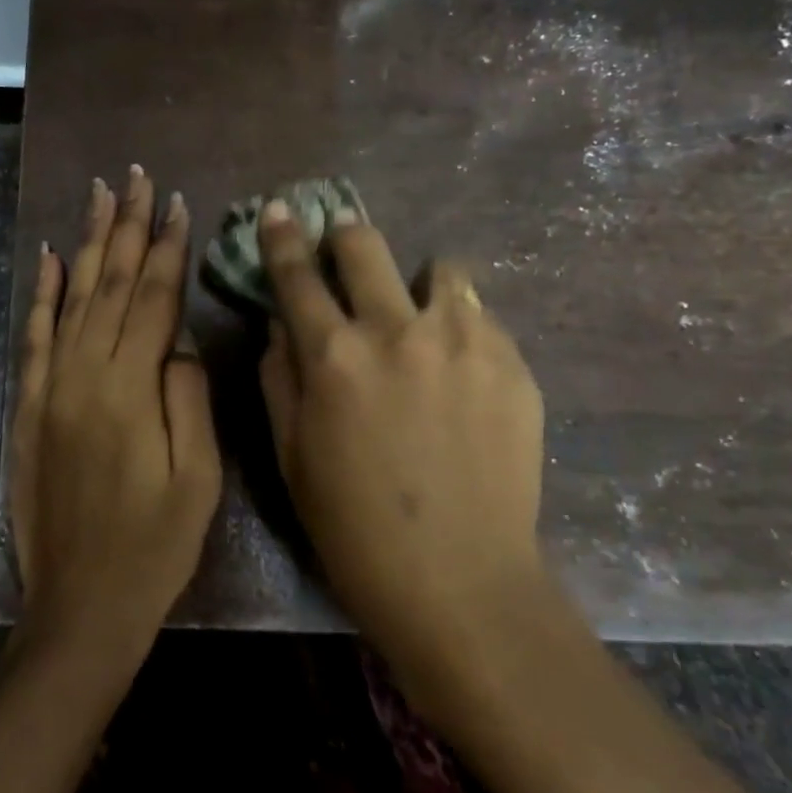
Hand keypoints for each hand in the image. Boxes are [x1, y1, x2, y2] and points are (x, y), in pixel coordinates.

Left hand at [8, 167, 222, 667]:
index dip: (167, 248)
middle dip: (127, 227)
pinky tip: (51, 258)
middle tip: (135, 177)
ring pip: (73, 298)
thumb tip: (176, 342)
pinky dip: (43, 294)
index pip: (153, 299)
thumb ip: (188, 399)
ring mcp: (50, 389)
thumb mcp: (198, 479)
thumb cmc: (155, 547)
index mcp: (131, 390)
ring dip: (89, 243)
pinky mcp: (28, 408)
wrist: (82, 606)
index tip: (176, 202)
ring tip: (99, 196)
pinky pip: (34, 337)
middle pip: (110, 285)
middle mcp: (84, 376)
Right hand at [257, 202, 544, 715]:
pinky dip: (459, 326)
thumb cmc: (354, 527)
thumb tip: (281, 322)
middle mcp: (396, 330)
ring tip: (417, 318)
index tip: (279, 210)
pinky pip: (479, 315)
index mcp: (333, 356)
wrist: (460, 582)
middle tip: (344, 247)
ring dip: (417, 282)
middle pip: (365, 244)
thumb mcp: (291, 454)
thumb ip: (279, 375)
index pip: (297, 273)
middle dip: (346, 235)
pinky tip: (458, 371)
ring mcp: (462, 341)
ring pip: (439, 268)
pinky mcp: (512, 361)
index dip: (282, 235)